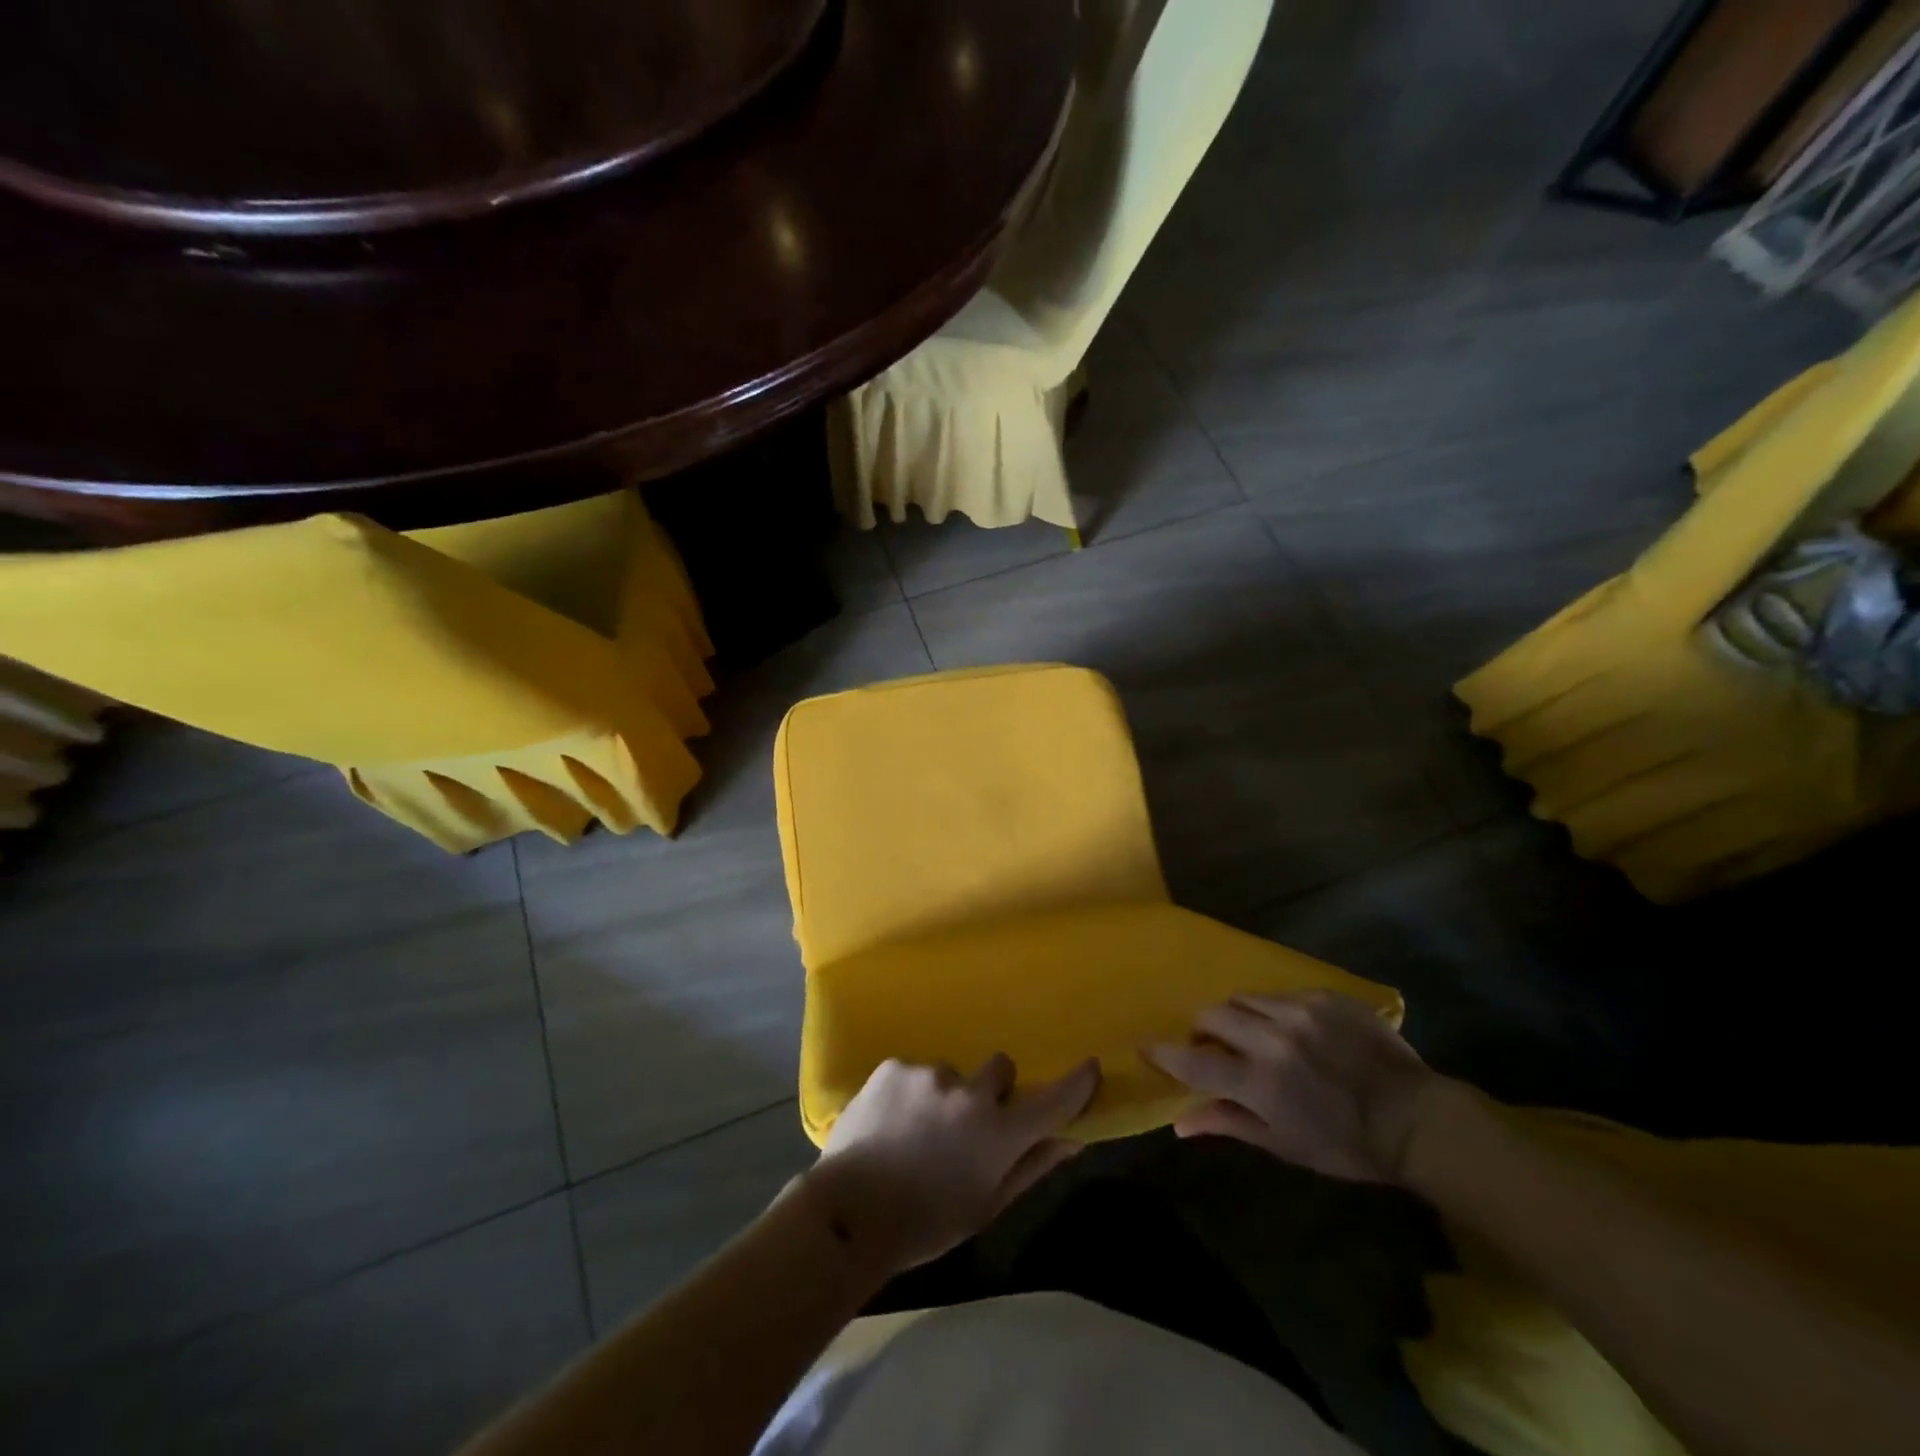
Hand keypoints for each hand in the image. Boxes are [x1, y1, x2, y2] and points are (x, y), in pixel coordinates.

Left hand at [804, 1055, 1100, 1274]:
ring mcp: (929, 1073)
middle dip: (992, 1089)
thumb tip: (1070, 1140)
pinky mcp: (895, 1065)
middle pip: (1000, 1068)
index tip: (1090, 1066)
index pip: (1051, 1100)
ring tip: (915, 1130)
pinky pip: (915, 1071)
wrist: (848, 1213)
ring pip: (952, 1073)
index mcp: (998, 1133)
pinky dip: (911, 1091)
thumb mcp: (985, 1206)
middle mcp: (969, 1092)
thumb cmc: (925, 1223)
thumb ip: (1031, 1167)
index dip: (1075, 1083)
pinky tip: (890, 1121)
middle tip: (967, 1123)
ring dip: (945, 1094)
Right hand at [1143, 991, 1442, 1183]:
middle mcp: (1272, 1038)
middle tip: (1215, 1046)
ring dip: (1238, 1016)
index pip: (1193, 1060)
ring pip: (1243, 997)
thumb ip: (1228, 1123)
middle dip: (1204, 1029)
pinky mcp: (1324, 997)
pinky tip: (1295, 1031)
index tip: (1146, 1046)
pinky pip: (1281, 994)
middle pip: (1212, 1014)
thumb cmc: (1345, 1144)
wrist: (1416, 1119)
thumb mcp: (1284, 1144)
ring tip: (1254, 1034)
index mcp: (1259, 1081)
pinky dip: (1274, 1011)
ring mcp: (1300, 1011)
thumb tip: (1179, 1123)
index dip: (1164, 1053)